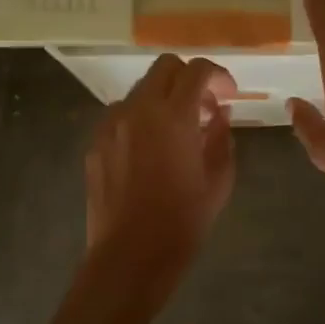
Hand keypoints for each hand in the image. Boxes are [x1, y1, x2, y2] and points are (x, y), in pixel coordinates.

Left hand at [83, 55, 237, 315]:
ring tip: (178, 130)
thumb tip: (218, 116)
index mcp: (174, 116)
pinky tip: (152, 150)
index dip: (219, 76)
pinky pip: (122, 115)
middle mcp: (139, 110)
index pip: (197, 70)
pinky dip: (142, 119)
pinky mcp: (96, 143)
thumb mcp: (219, 179)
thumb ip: (222, 137)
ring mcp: (112, 125)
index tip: (229, 95)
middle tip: (204, 106)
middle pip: (165, 67)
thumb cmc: (183, 220)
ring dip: (164, 98)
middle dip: (189, 78)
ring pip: (141, 90)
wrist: (130, 257)